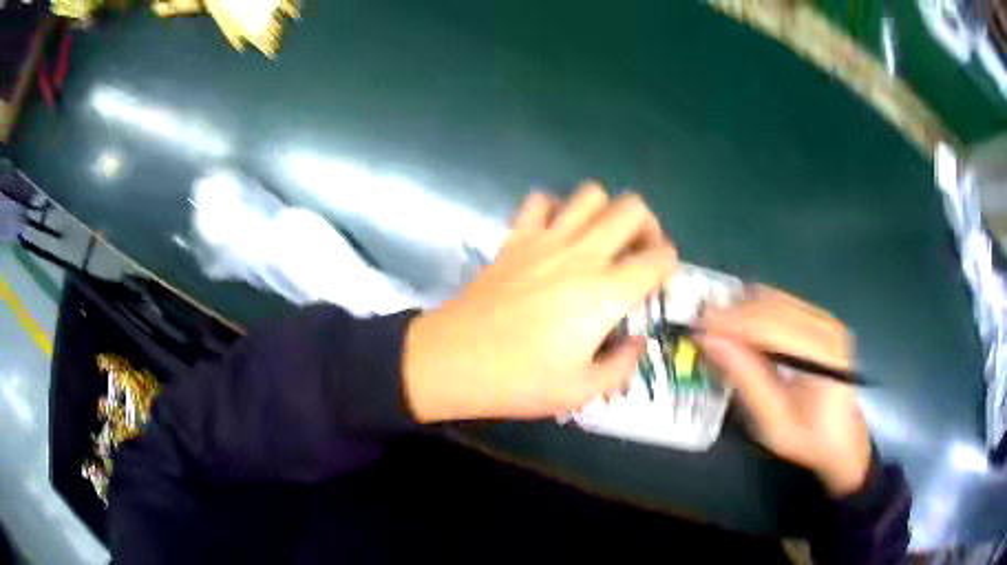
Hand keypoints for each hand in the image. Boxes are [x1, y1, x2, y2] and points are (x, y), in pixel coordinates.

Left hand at [403, 183, 676, 422]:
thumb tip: (637, 342)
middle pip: (632, 209)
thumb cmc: (520, 380)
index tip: (660, 282)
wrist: (454, 361)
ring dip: (606, 211)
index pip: (658, 259)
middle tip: (638, 254)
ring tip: (600, 241)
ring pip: (591, 194)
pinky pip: (541, 201)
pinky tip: (554, 236)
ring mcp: (546, 239)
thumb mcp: (582, 391)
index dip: (669, 266)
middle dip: (648, 226)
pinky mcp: (515, 238)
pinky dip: (556, 209)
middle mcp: (582, 254)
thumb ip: (622, 365)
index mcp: (606, 292)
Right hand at [696, 286, 870, 496]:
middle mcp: (825, 324)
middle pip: (769, 303)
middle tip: (702, 332)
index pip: (768, 322)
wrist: (843, 442)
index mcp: (820, 350)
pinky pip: (780, 304)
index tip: (696, 327)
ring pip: (772, 298)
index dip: (729, 321)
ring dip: (742, 312)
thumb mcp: (773, 421)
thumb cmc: (810, 439)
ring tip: (718, 334)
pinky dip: (755, 315)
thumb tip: (710, 340)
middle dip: (732, 313)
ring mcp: (824, 319)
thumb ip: (745, 378)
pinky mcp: (820, 321)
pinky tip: (743, 335)